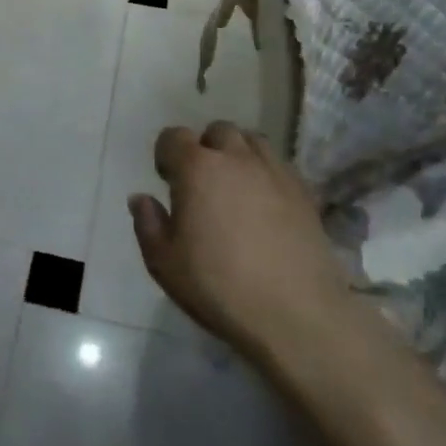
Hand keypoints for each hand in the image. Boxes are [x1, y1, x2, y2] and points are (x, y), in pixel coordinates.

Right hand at [130, 121, 363, 365]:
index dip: (166, 154)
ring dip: (238, 154)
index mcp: (197, 168)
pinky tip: (266, 204)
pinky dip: (266, 173)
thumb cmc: (220, 287)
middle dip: (206, 148)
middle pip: (217, 131)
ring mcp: (274, 171)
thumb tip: (142, 198)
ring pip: (252, 141)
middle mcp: (235, 158)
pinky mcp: (303, 191)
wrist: (296, 314)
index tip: (167, 180)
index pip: (174, 136)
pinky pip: (278, 165)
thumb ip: (148, 224)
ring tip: (235, 187)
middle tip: (202, 183)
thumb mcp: (165, 264)